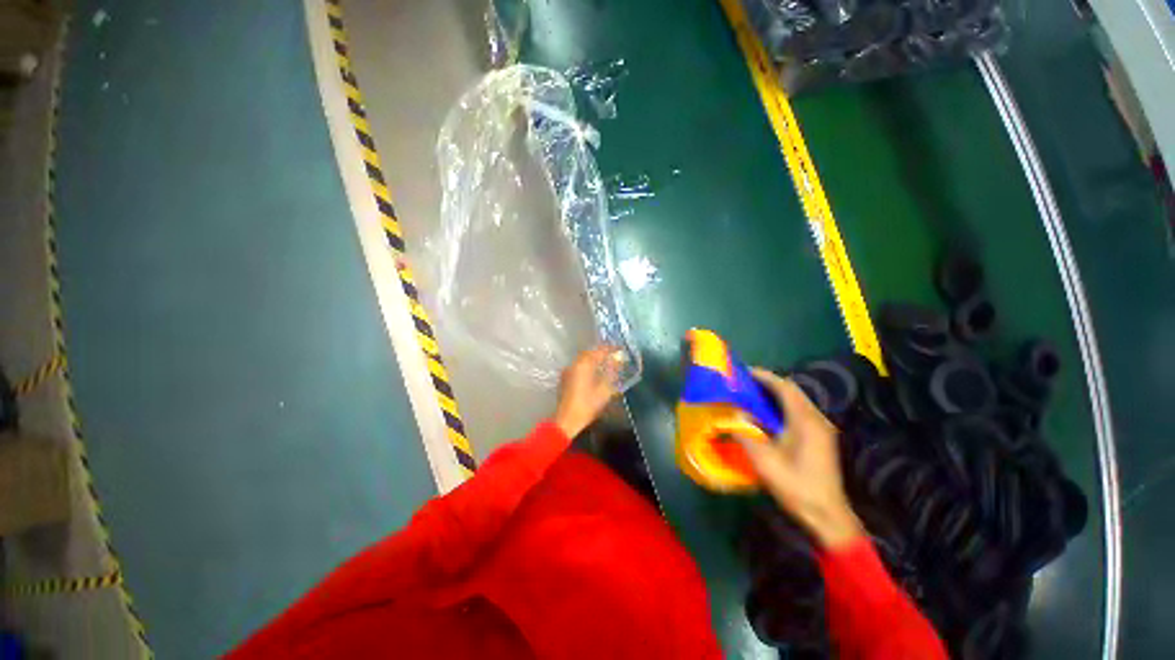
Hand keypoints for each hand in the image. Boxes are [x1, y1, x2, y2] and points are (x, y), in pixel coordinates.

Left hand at [553, 346, 624, 438]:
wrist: (566, 420)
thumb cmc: (587, 405)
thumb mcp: (605, 389)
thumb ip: (612, 372)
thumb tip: (618, 361)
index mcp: (584, 364)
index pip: (600, 350)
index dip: (611, 348)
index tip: (621, 349)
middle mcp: (574, 363)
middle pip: (590, 352)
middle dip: (602, 352)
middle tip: (614, 355)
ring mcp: (568, 370)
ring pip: (583, 359)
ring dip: (594, 358)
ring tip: (605, 363)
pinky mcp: (565, 378)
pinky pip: (578, 366)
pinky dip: (587, 365)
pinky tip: (593, 372)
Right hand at [737, 369, 863, 549]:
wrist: (827, 515)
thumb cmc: (796, 486)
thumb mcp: (764, 461)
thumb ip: (746, 434)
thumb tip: (732, 417)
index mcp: (805, 421)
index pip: (785, 388)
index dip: (765, 377)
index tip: (745, 372)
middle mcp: (817, 420)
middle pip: (793, 391)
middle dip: (769, 383)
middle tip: (745, 383)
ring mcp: (821, 429)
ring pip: (797, 401)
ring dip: (776, 395)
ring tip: (752, 396)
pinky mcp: (821, 438)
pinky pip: (800, 412)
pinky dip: (782, 407)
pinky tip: (768, 416)